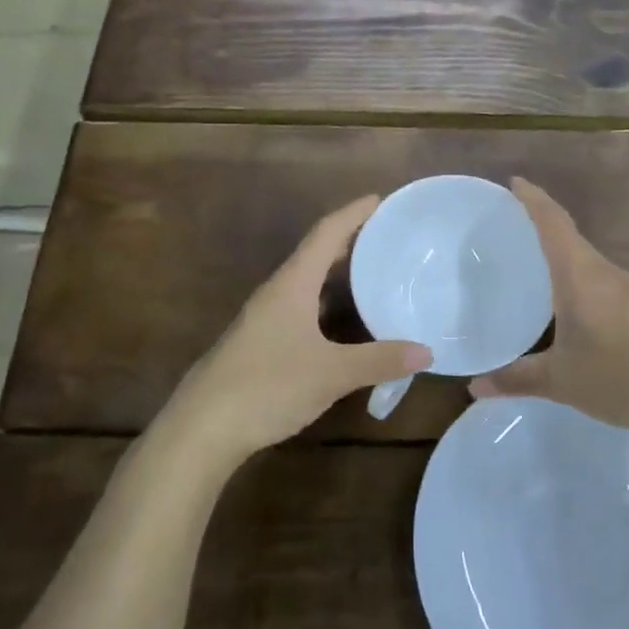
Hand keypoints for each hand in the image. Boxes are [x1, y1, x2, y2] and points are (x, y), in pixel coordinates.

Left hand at [173, 195, 430, 462]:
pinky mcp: (259, 343)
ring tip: (371, 273)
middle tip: (385, 236)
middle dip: (349, 241)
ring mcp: (264, 318)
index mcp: (292, 284)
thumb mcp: (331, 373)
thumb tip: (427, 352)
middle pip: (315, 253)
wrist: (201, 428)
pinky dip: (326, 303)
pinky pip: (300, 308)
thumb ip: (379, 360)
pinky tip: (342, 323)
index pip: (326, 233)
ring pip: (307, 283)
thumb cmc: (267, 385)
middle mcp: (277, 292)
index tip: (379, 199)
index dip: (353, 214)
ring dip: (336, 274)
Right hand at [468, 178, 628, 436]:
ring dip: (558, 254)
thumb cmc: (625, 375)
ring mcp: (627, 289)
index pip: (552, 221)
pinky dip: (575, 279)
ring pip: (584, 260)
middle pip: (568, 235)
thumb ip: (516, 379)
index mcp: (580, 273)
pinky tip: (565, 306)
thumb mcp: (562, 381)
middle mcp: (604, 271)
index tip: (512, 181)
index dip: (532, 197)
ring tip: (529, 264)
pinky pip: (598, 281)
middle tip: (506, 228)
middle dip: (538, 224)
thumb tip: (474, 386)